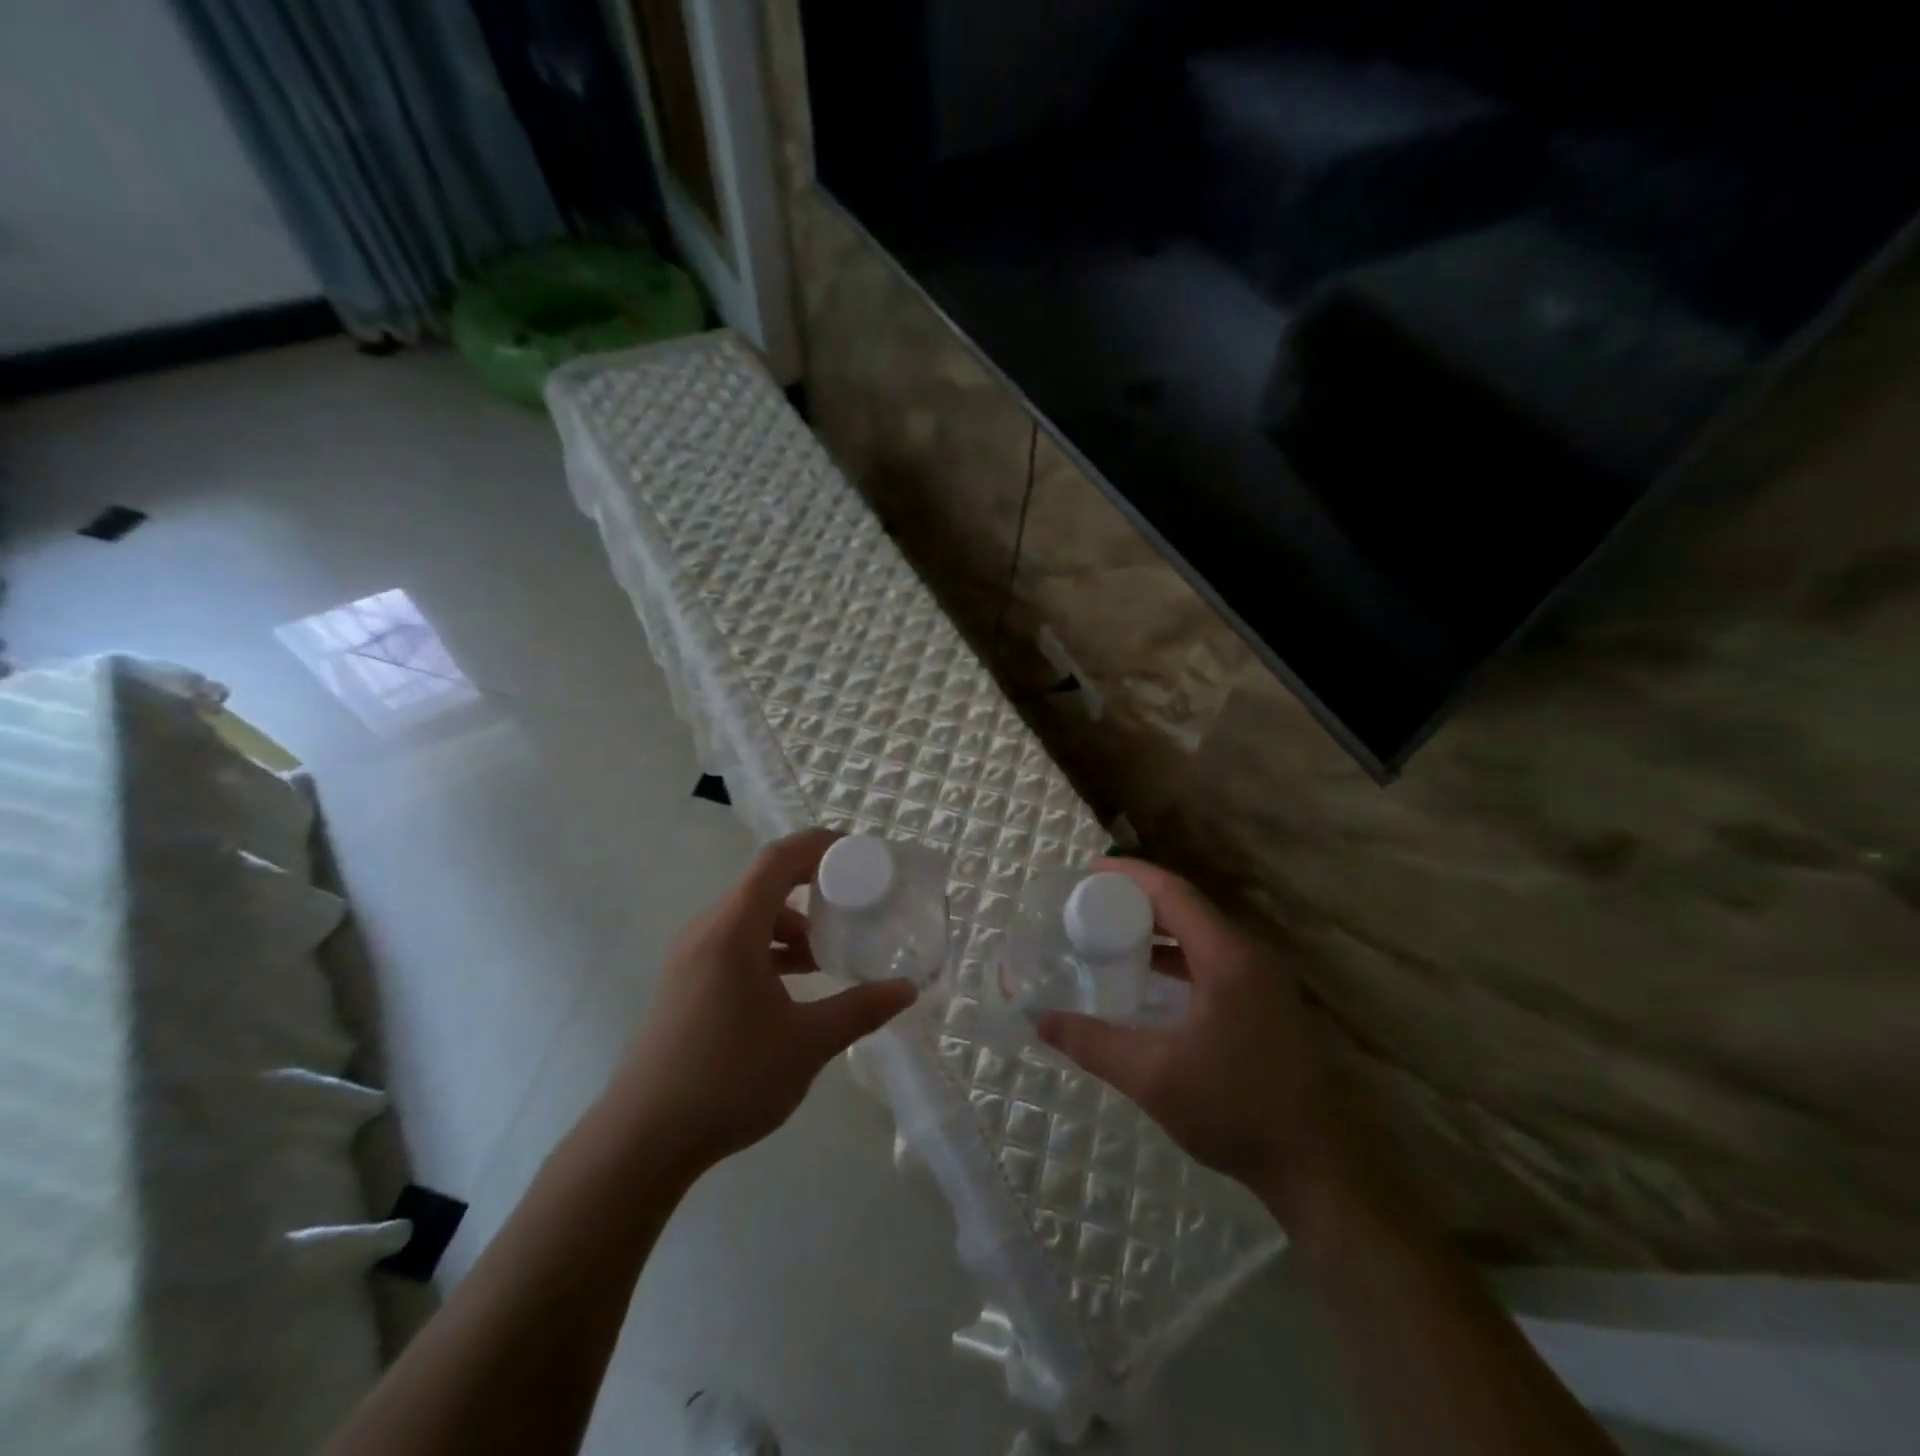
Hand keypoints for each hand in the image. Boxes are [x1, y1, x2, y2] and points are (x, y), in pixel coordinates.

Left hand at [600, 828, 916, 1174]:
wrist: (641, 1141)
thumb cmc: (728, 1079)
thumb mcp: (807, 1043)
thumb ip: (861, 1009)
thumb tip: (906, 989)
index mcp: (733, 930)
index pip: (777, 861)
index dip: (818, 846)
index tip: (858, 852)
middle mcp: (707, 931)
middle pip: (764, 885)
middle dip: (812, 886)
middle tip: (855, 901)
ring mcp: (690, 958)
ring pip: (749, 918)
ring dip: (791, 924)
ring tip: (828, 953)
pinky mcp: (685, 984)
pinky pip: (734, 944)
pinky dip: (769, 948)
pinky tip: (794, 984)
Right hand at [1036, 858, 1358, 1220]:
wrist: (1315, 1168)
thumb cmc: (1234, 1110)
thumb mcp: (1153, 1077)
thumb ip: (1093, 1043)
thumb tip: (1040, 1019)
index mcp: (1227, 957)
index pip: (1174, 893)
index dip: (1129, 876)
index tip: (1088, 871)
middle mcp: (1249, 956)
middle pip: (1187, 907)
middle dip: (1137, 898)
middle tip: (1090, 901)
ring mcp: (1262, 980)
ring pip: (1201, 933)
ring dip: (1157, 927)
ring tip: (1111, 931)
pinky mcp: (1264, 1003)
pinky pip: (1212, 958)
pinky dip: (1177, 955)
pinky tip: (1150, 974)